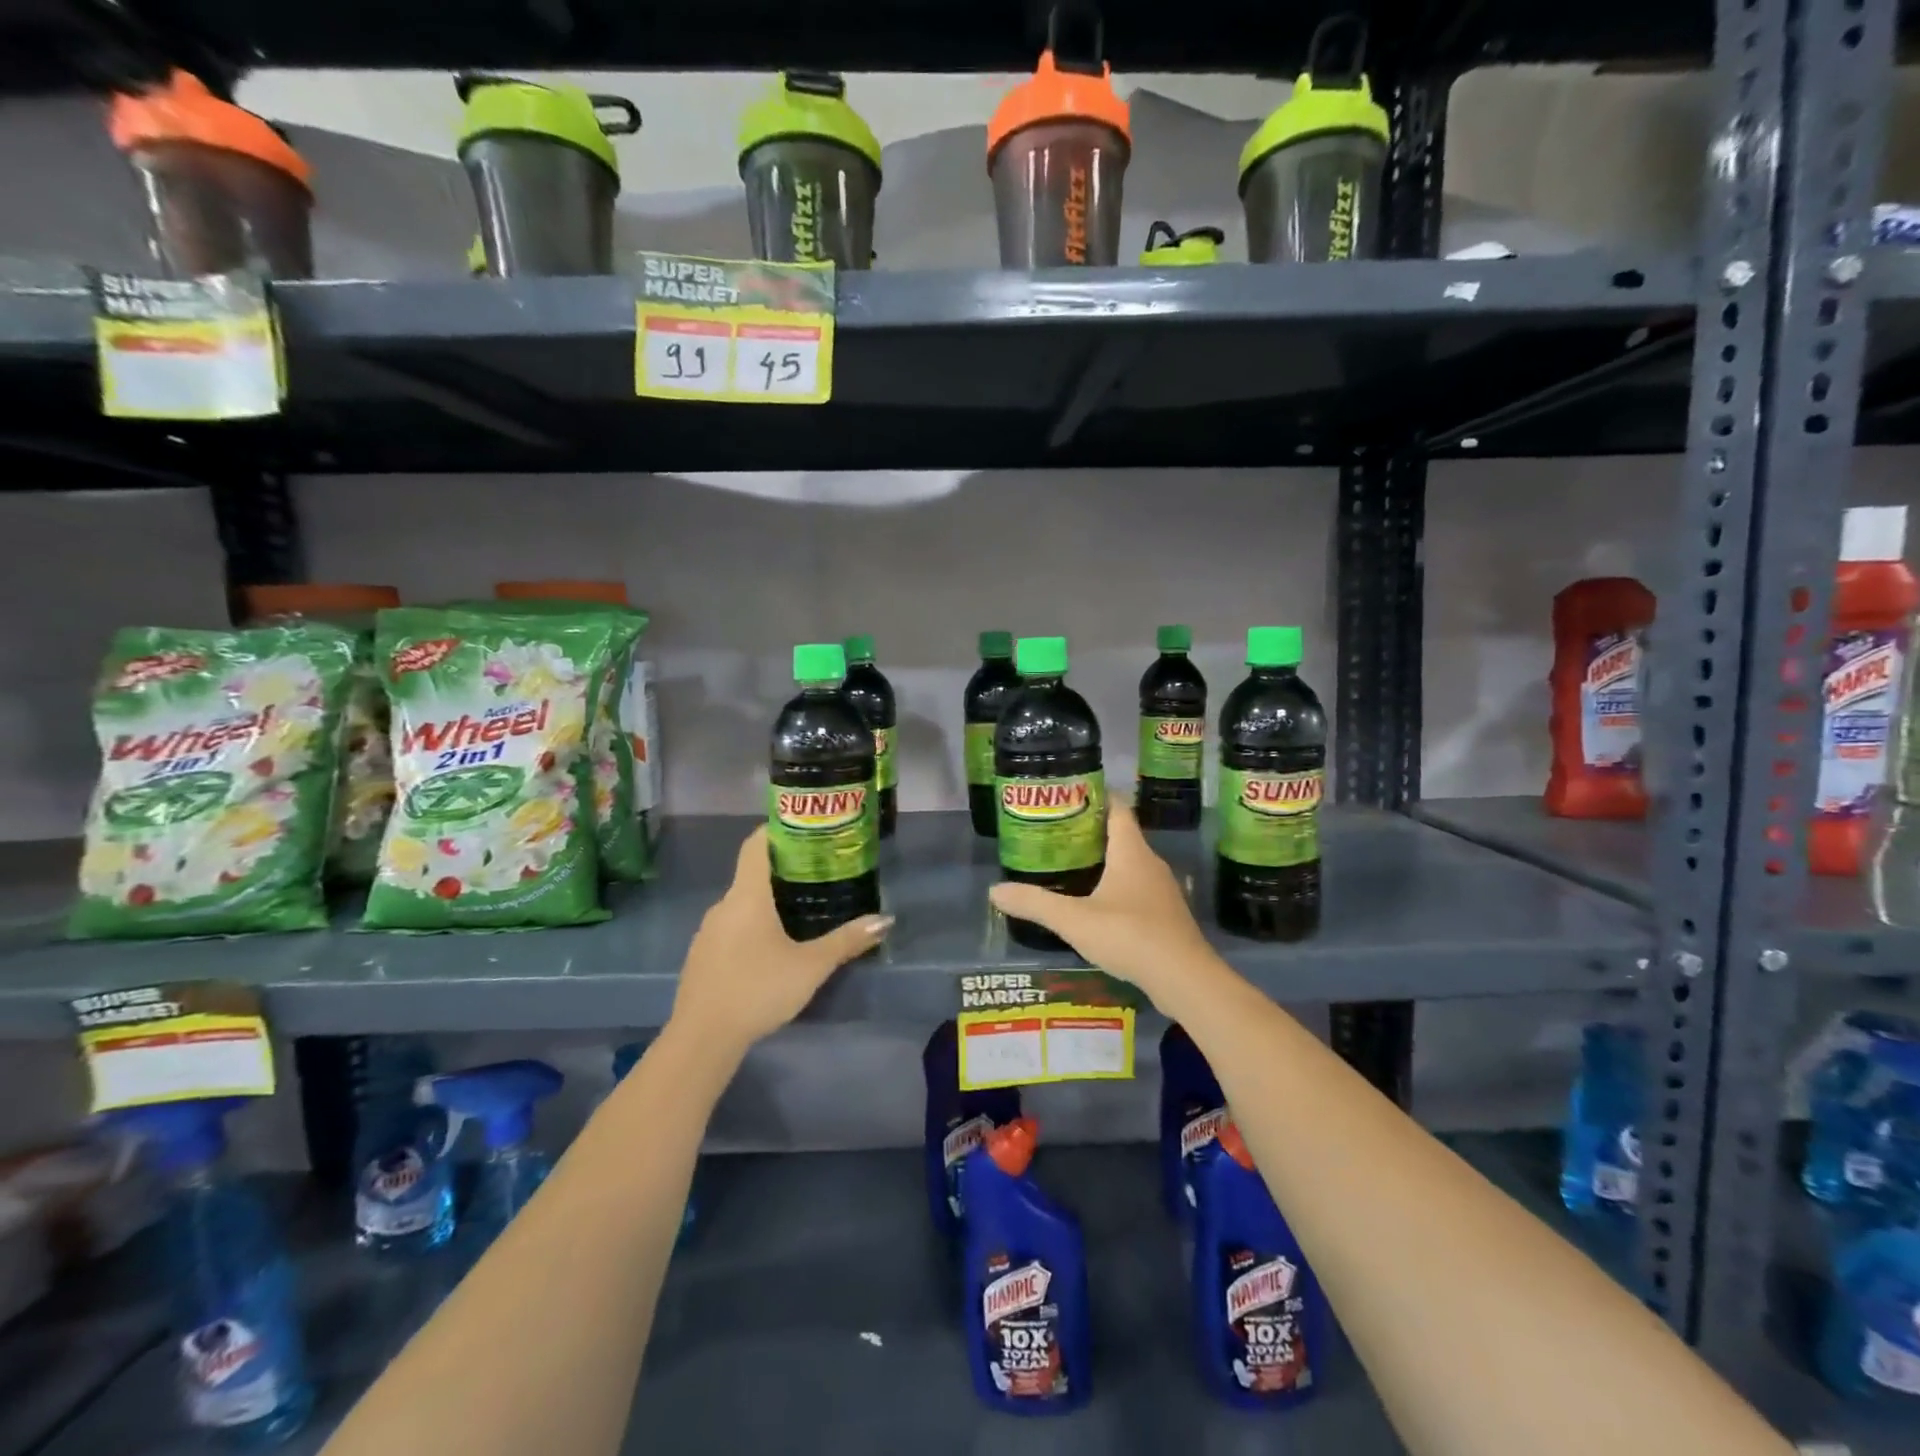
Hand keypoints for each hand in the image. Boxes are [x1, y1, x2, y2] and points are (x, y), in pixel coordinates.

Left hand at [668, 826, 892, 1057]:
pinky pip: (730, 927)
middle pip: (751, 873)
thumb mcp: (811, 966)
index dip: (777, 829)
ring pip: (740, 903)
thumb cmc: (758, 989)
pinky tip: (770, 947)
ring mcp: (707, 931)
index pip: (756, 844)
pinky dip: (751, 925)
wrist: (702, 1039)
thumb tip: (885, 920)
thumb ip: (847, 940)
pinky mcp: (701, 956)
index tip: (804, 828)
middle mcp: (723, 905)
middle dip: (782, 870)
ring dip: (766, 900)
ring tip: (799, 909)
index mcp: (747, 896)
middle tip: (817, 873)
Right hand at [988, 803, 1220, 1010]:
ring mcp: (1162, 889)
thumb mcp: (1074, 920)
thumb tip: (994, 891)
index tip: (1067, 795)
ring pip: (1130, 863)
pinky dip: (1116, 886)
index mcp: (1131, 851)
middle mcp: (1150, 862)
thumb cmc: (1129, 935)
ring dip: (1104, 861)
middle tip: (1056, 834)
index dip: (1094, 796)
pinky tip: (1096, 904)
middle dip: (1090, 831)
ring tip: (1070, 866)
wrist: (1184, 978)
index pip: (1116, 807)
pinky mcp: (1166, 914)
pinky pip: (1137, 888)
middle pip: (1121, 834)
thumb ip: (1034, 904)